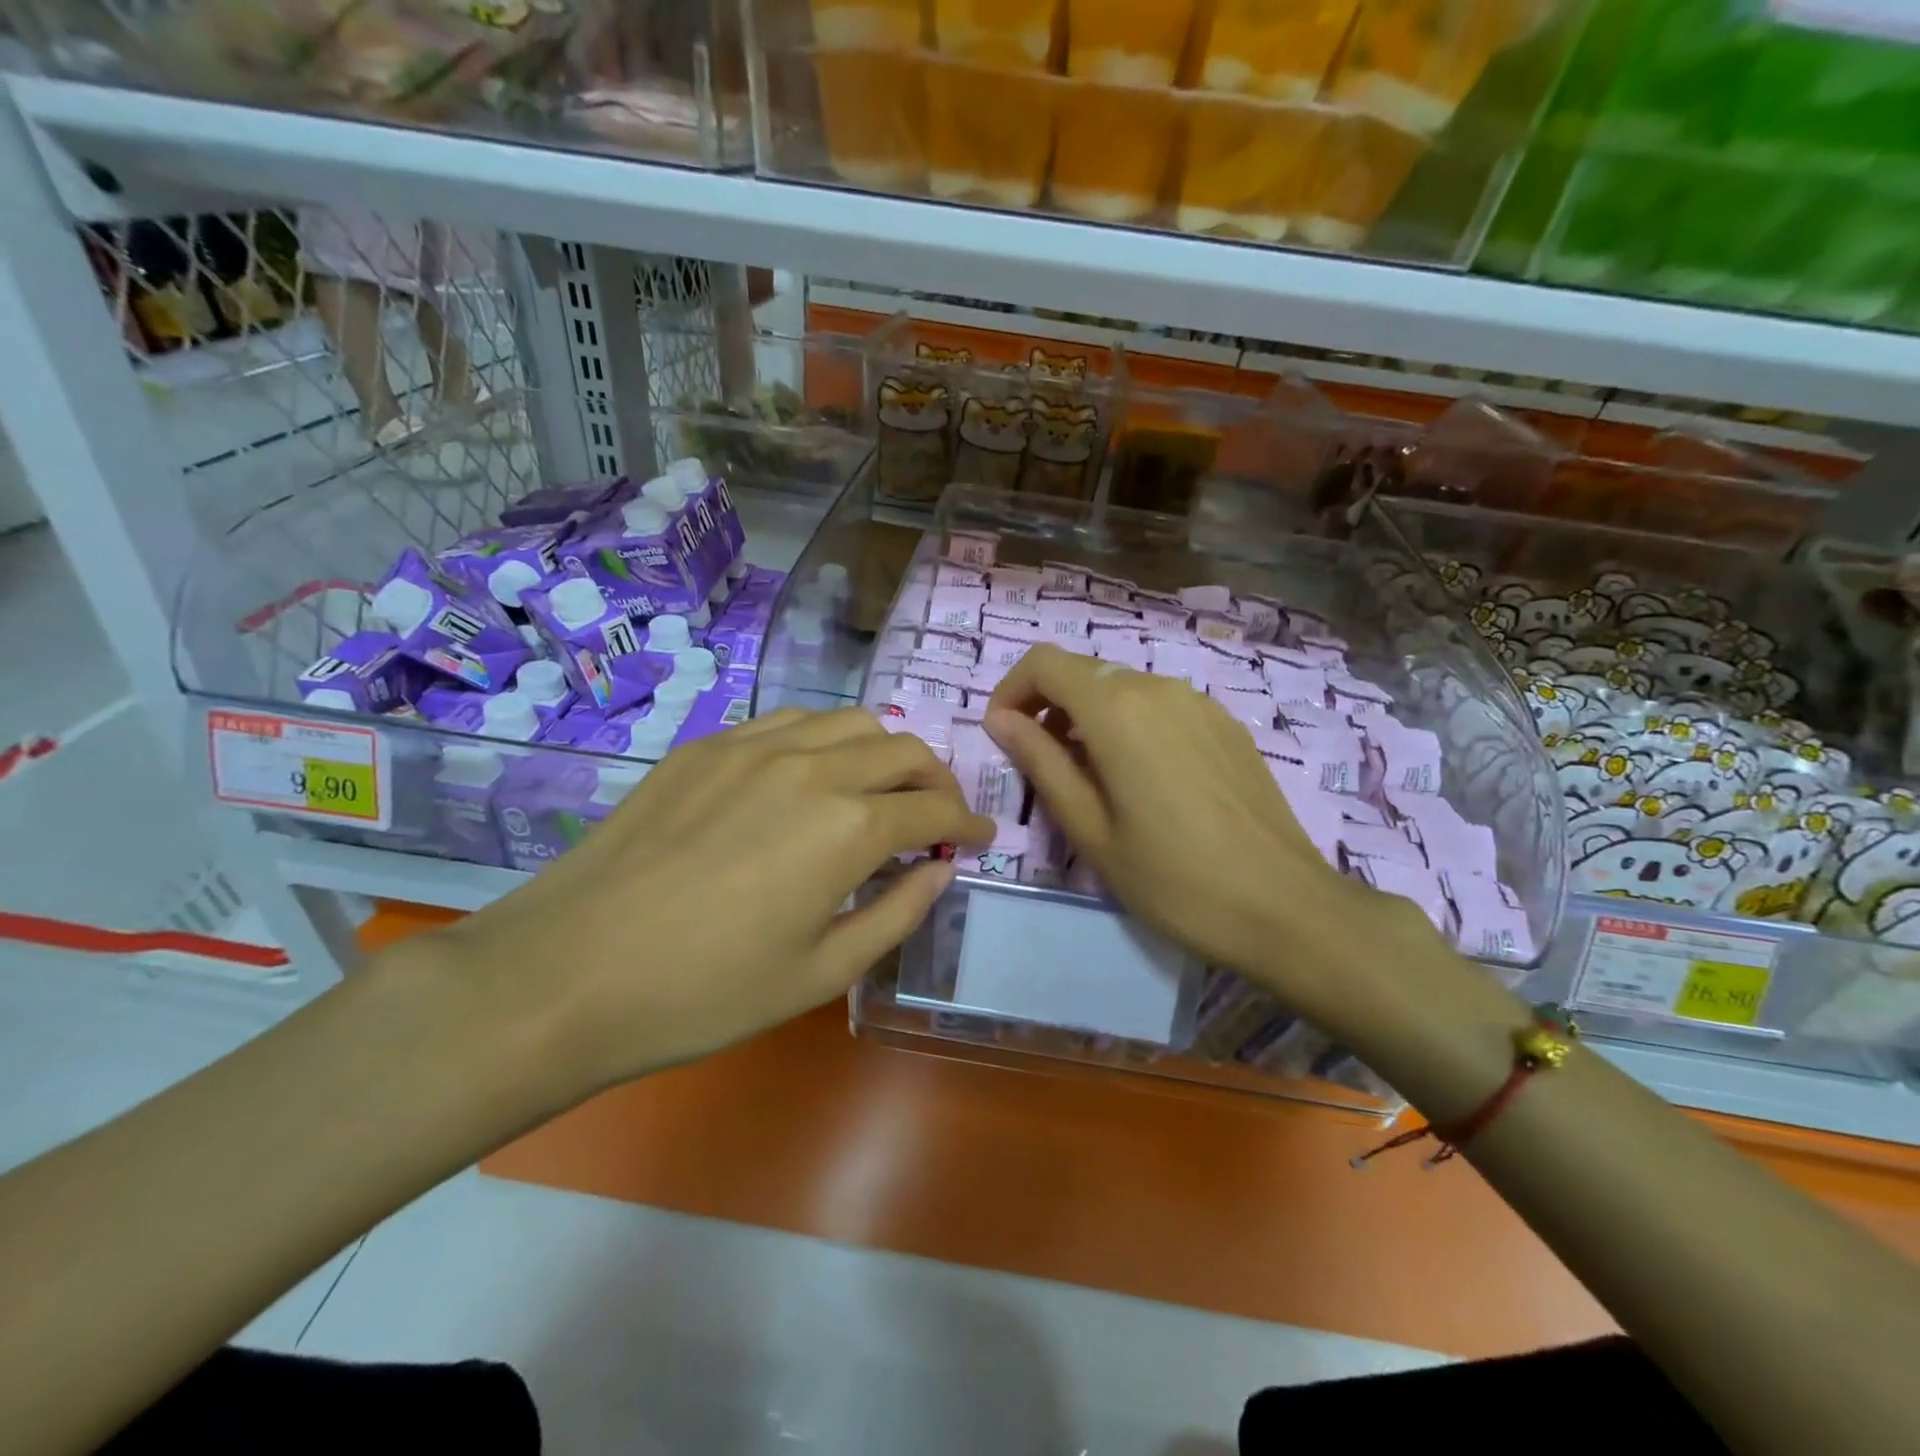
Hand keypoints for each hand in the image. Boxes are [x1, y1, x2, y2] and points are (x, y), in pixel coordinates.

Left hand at [421, 708, 993, 1101]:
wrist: (569, 970)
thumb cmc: (706, 991)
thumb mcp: (821, 972)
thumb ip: (897, 913)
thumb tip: (941, 871)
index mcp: (849, 827)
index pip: (935, 811)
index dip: (969, 824)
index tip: (983, 838)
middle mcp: (813, 766)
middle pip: (904, 749)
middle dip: (937, 781)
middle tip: (938, 817)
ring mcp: (755, 745)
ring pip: (850, 721)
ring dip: (884, 750)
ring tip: (881, 789)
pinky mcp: (708, 744)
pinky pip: (790, 720)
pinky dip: (825, 740)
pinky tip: (812, 775)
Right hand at [983, 646, 1466, 1049]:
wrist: (1284, 907)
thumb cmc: (1171, 879)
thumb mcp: (1089, 828)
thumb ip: (1039, 762)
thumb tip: (1000, 719)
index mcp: (1117, 709)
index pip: (1044, 663)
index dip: (1011, 690)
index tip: (1003, 734)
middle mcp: (1158, 688)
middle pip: (1083, 672)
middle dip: (1047, 706)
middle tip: (1041, 765)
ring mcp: (1199, 702)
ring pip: (1122, 688)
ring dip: (1088, 717)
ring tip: (1090, 778)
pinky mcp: (1225, 724)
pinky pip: (1160, 706)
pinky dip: (1130, 724)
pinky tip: (1143, 780)